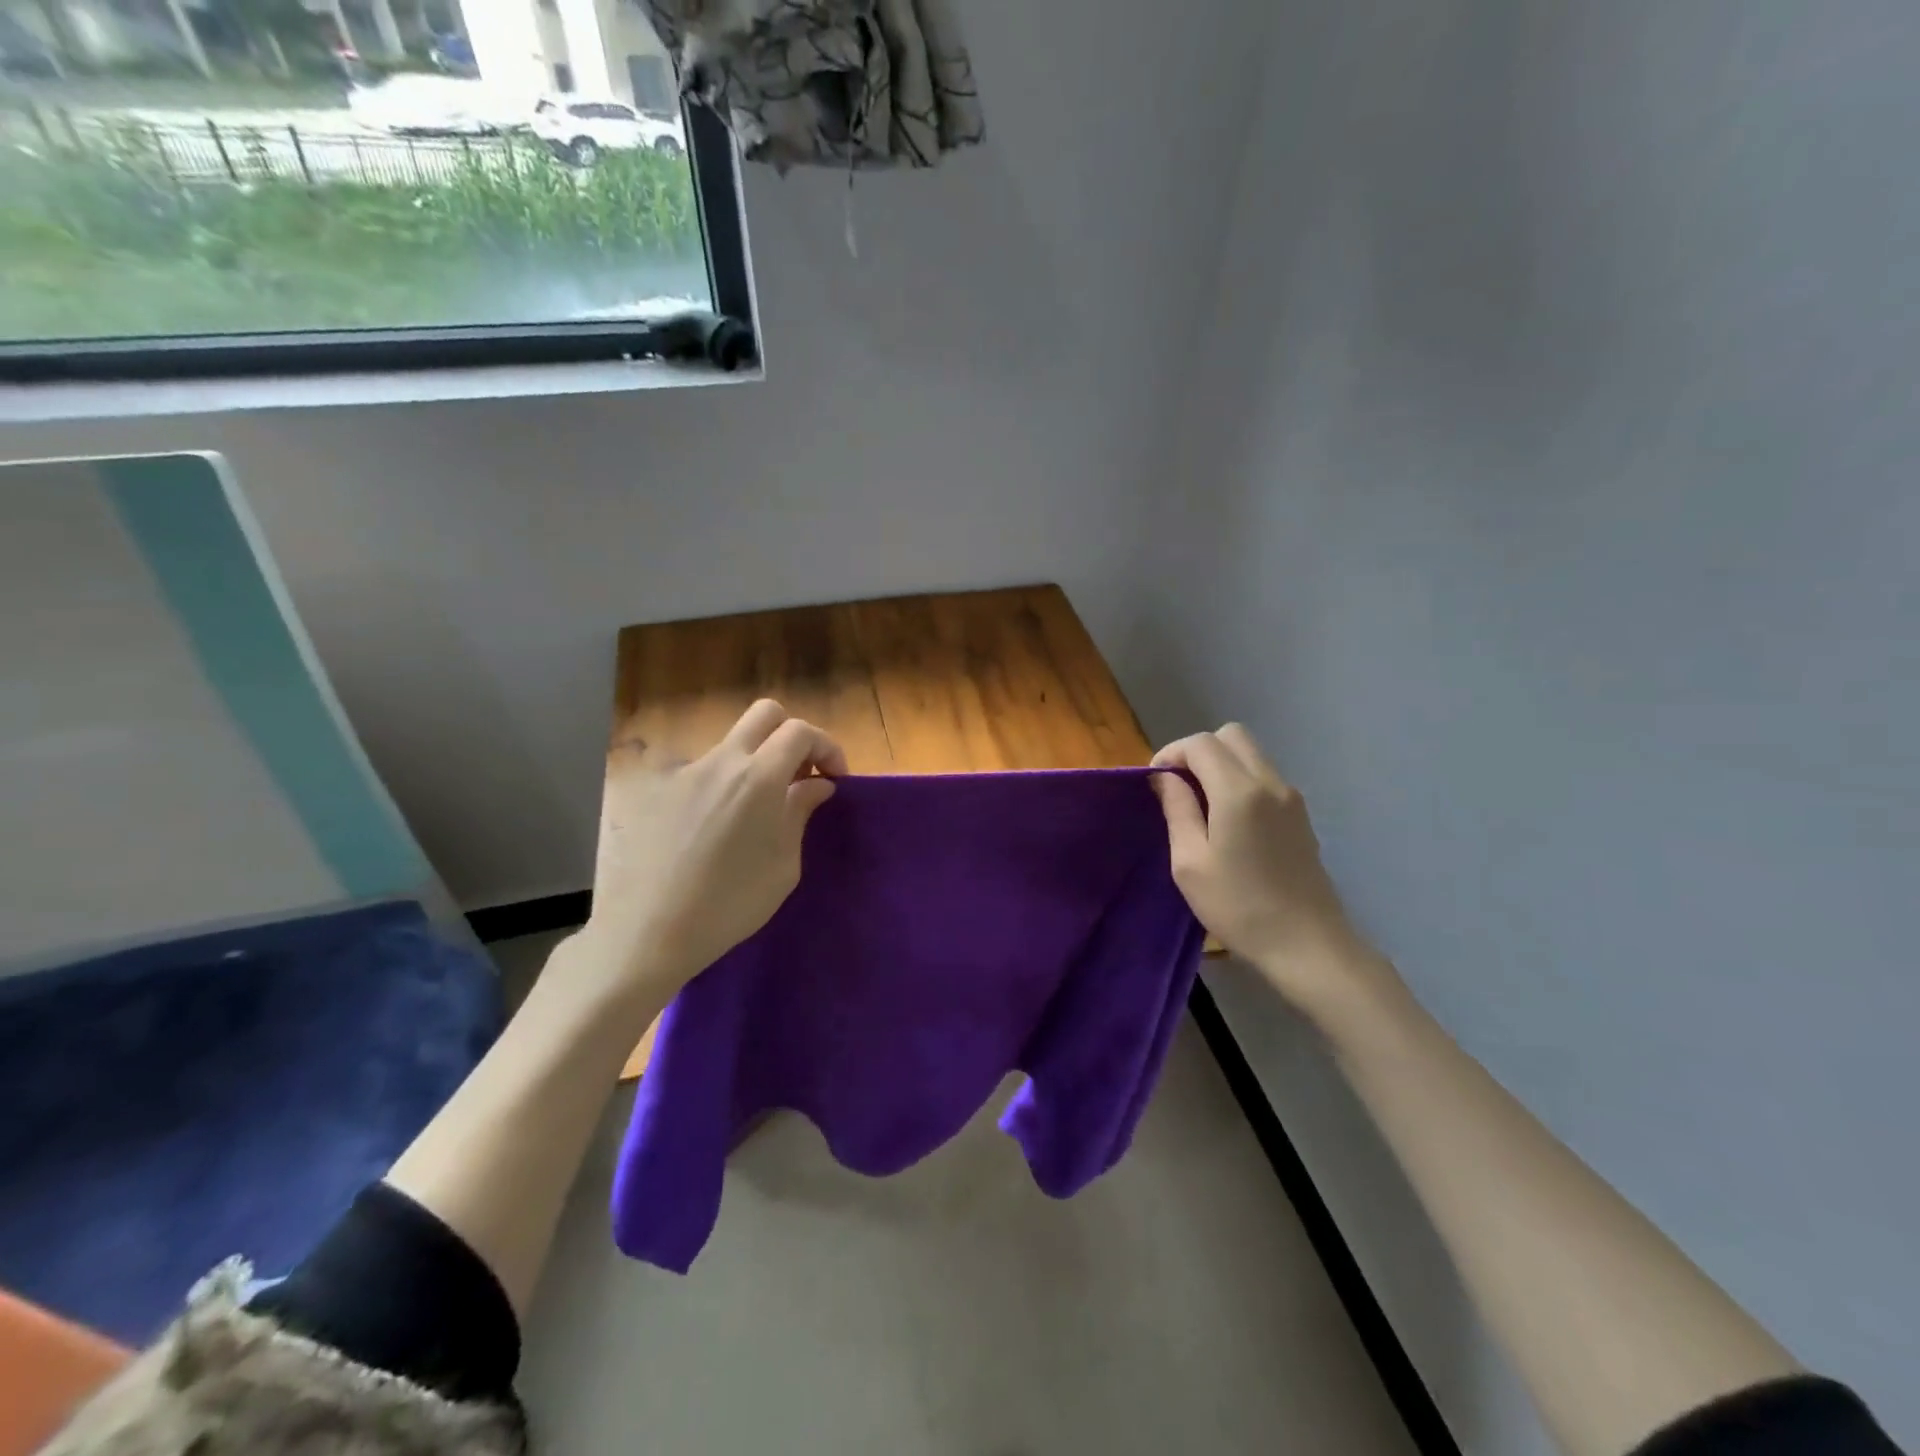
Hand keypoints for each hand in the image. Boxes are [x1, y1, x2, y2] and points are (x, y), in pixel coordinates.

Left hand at [583, 699, 846, 999]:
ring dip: (754, 762)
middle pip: (765, 714)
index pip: (801, 731)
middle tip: (799, 775)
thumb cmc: (730, 905)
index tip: (833, 779)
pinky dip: (719, 786)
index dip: (827, 747)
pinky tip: (711, 829)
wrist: (648, 932)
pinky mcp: (656, 791)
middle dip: (792, 735)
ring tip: (754, 811)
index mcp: (759, 777)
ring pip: (731, 744)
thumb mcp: (783, 865)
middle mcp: (720, 761)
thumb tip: (817, 784)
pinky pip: (700, 773)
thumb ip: (801, 812)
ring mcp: (684, 772)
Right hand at [1152, 725, 1399, 1027]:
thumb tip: (1165, 778)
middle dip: (1198, 751)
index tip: (1156, 783)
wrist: (1306, 944)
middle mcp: (1269, 782)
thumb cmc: (1238, 907)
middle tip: (1180, 787)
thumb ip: (1177, 809)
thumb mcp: (1189, 863)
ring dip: (1221, 764)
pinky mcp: (1300, 814)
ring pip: (1251, 753)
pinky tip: (1229, 821)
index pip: (1200, 743)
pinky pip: (1264, 776)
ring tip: (1201, 805)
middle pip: (1231, 735)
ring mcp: (1291, 797)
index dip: (1171, 753)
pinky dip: (1240, 780)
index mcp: (1238, 791)